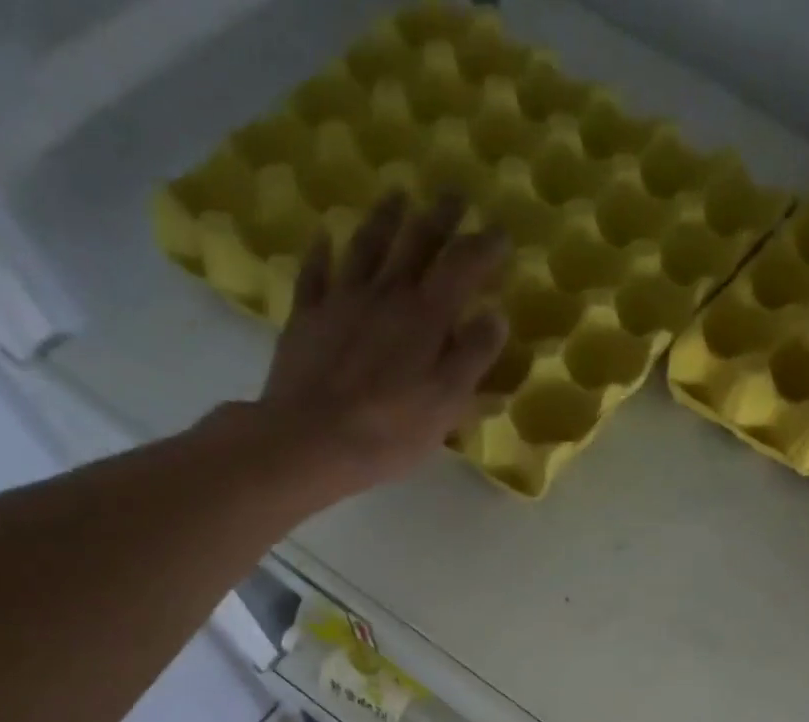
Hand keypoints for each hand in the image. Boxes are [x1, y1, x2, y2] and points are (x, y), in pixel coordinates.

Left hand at [247, 189, 509, 500]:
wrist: (311, 440)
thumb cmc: (391, 430)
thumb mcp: (447, 403)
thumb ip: (473, 357)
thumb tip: (494, 316)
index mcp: (427, 317)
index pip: (463, 266)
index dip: (484, 246)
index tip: (501, 233)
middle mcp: (386, 295)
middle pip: (416, 242)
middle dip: (440, 216)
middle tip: (454, 195)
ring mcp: (342, 301)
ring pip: (366, 246)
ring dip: (385, 218)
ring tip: (398, 197)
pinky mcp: (307, 318)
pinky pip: (315, 273)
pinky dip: (321, 252)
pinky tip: (324, 237)